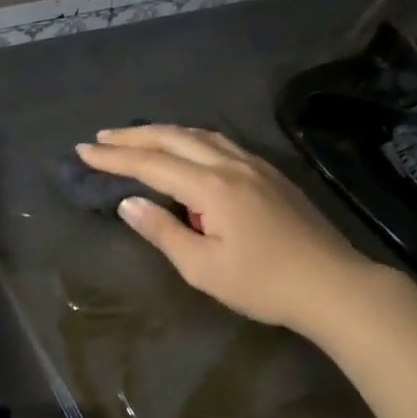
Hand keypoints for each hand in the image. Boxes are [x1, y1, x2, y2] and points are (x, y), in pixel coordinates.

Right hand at [75, 125, 380, 333]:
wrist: (333, 284)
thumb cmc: (263, 284)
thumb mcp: (203, 268)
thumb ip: (163, 231)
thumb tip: (130, 202)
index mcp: (211, 186)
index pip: (151, 164)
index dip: (114, 158)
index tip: (83, 151)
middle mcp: (231, 164)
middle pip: (174, 138)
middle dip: (134, 136)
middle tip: (101, 137)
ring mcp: (255, 165)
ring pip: (200, 135)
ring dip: (163, 133)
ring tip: (136, 138)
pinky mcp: (270, 174)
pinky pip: (221, 143)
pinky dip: (191, 139)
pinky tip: (187, 149)